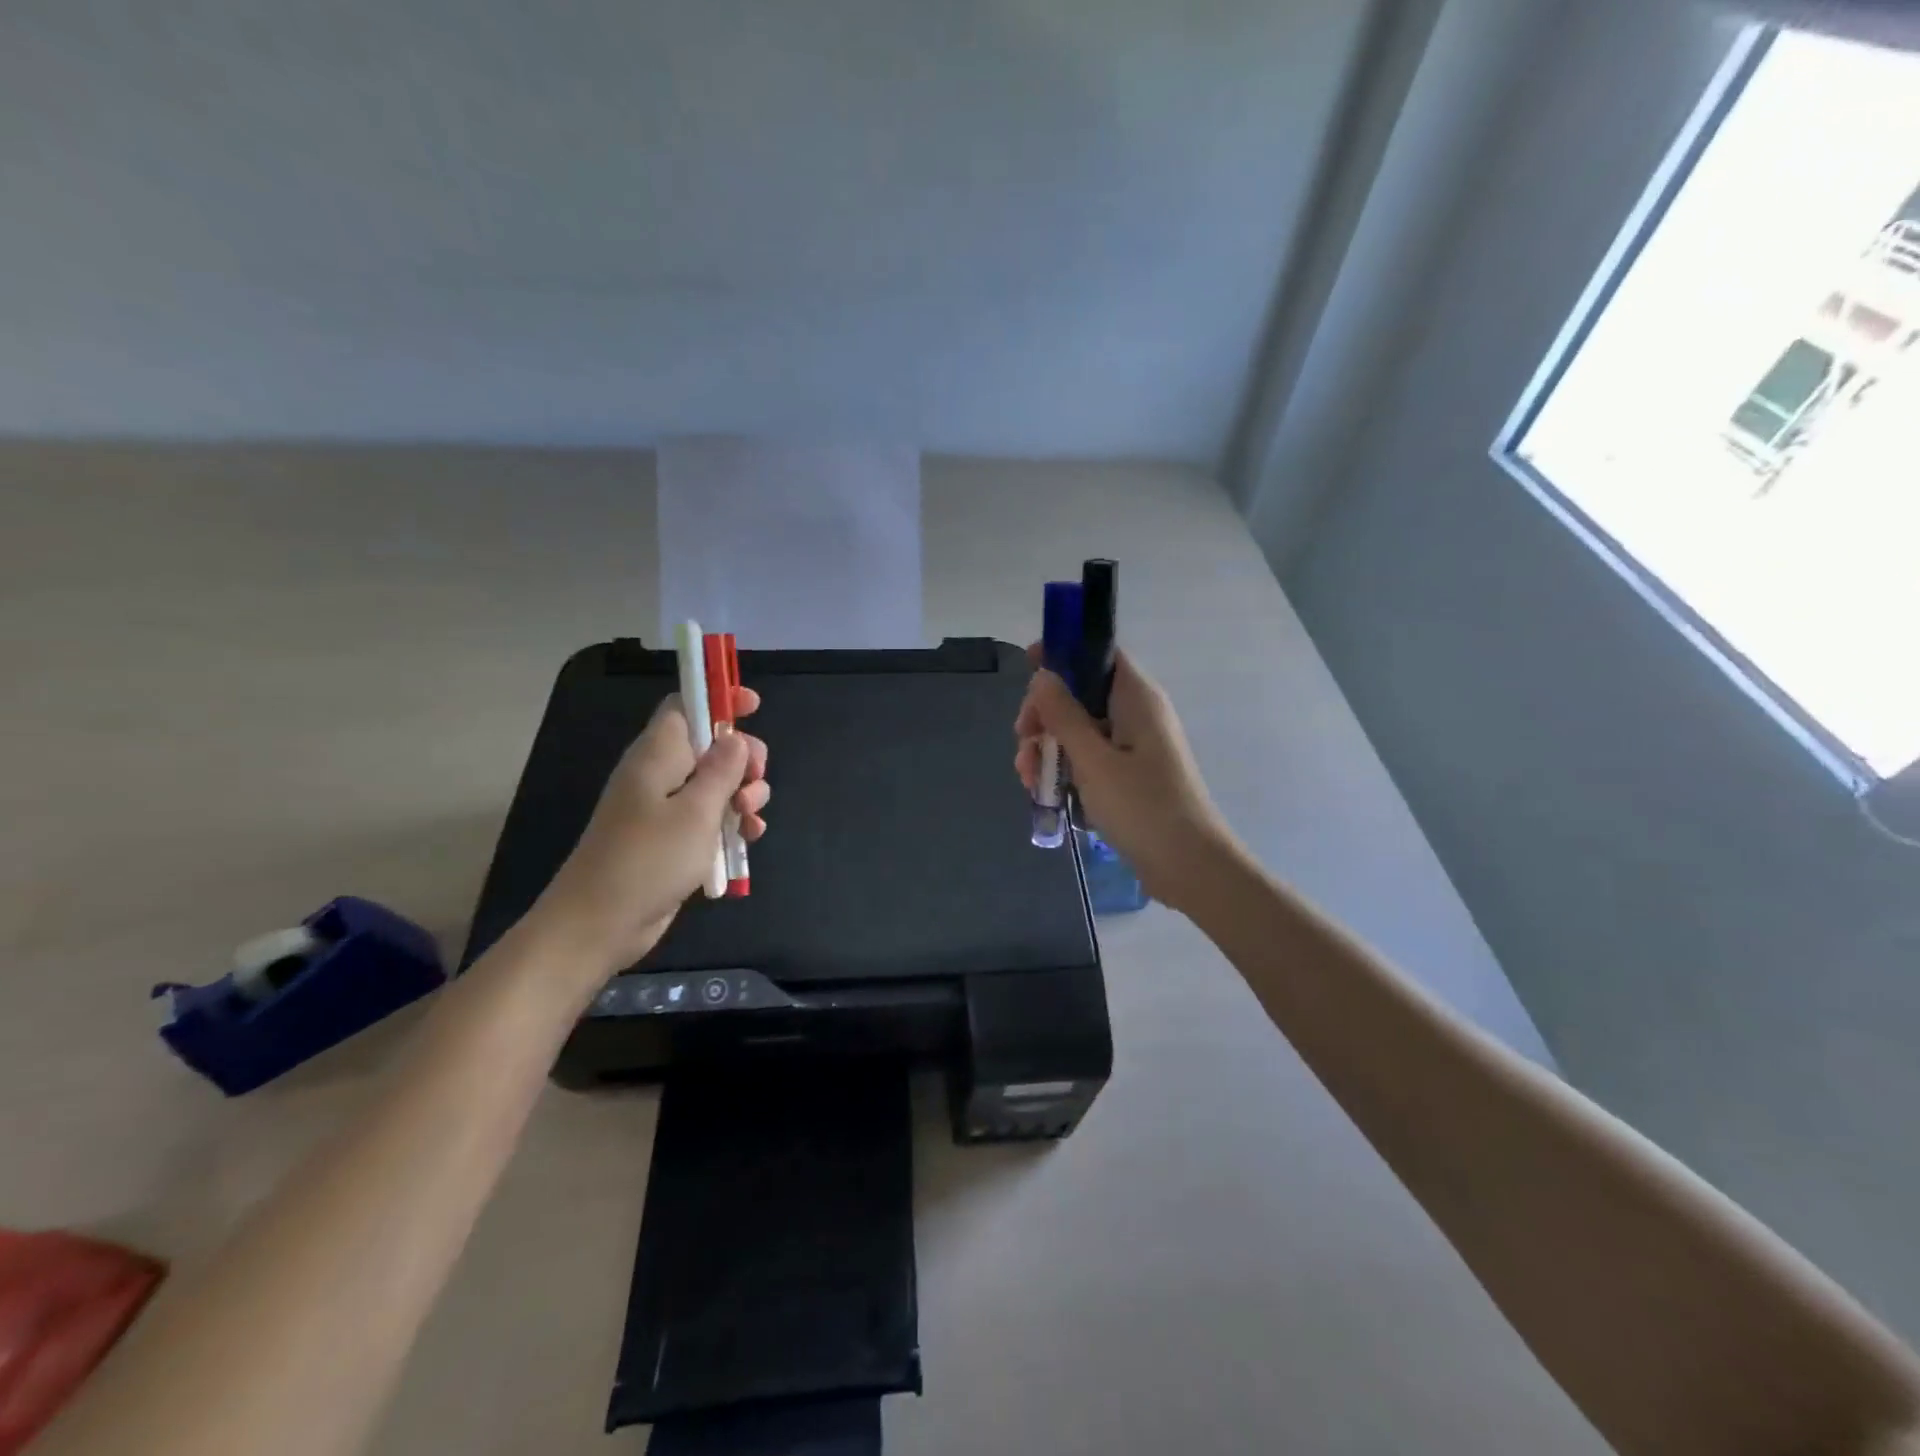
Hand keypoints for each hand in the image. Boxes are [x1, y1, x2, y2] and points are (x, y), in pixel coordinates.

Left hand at [535, 688, 769, 980]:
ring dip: (743, 795)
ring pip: (717, 785)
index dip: (718, 699)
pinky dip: (732, 823)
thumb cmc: (648, 860)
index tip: (753, 705)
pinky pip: (711, 818)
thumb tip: (736, 737)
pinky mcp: (673, 840)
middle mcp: (661, 775)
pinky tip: (749, 838)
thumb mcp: (696, 811)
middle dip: (744, 759)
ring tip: (750, 820)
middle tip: (756, 780)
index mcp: (658, 755)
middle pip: (711, 746)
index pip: (686, 707)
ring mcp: (666, 809)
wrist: (600, 925)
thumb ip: (722, 770)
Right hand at [1014, 648, 1233, 911]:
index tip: (1026, 666)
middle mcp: (1136, 714)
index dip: (1063, 653)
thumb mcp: (1093, 760)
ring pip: (1080, 730)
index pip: (1098, 654)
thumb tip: (1043, 676)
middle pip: (1081, 694)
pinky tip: (1043, 791)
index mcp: (1136, 698)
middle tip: (1023, 740)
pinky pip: (1090, 759)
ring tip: (1027, 778)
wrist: (1189, 866)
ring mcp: (1133, 747)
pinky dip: (1065, 769)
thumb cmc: (1142, 807)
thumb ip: (1064, 715)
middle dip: (1046, 714)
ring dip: (1049, 747)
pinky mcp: (1129, 776)